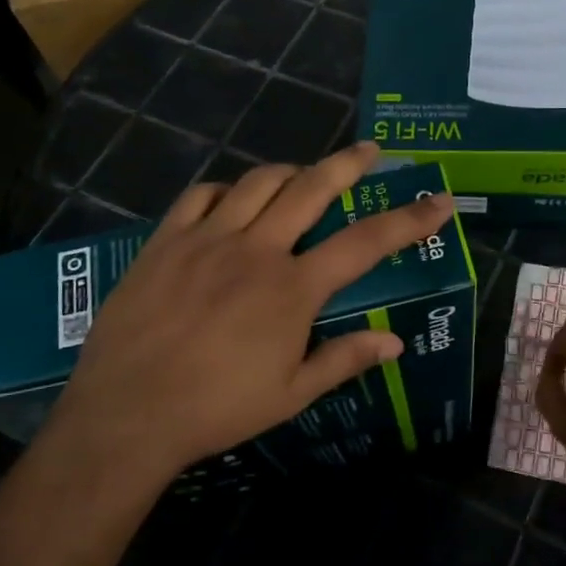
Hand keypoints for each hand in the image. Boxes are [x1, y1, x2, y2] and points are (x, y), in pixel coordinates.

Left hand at [50, 143, 453, 480]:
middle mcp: (256, 249)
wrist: (127, 414)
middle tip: (370, 151)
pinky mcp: (165, 241)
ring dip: (289, 172)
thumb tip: (396, 342)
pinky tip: (232, 201)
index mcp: (293, 288)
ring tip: (304, 176)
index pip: (365, 242)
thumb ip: (345, 359)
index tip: (438, 201)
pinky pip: (200, 196)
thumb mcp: (291, 393)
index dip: (409, 219)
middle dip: (348, 164)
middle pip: (311, 188)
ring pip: (257, 182)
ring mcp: (207, 239)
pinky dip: (225, 190)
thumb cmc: (217, 409)